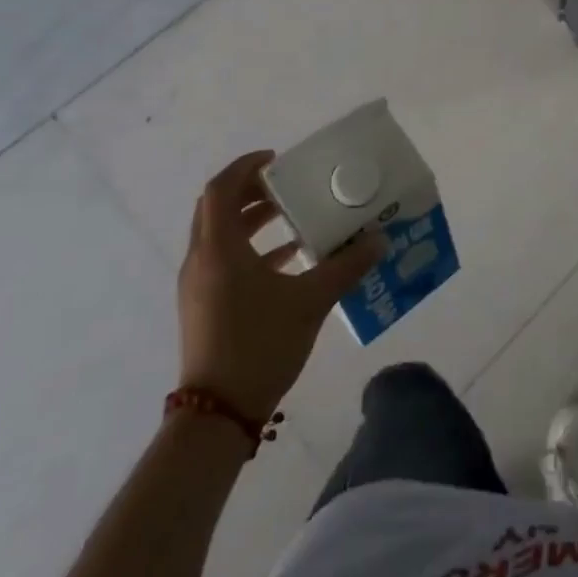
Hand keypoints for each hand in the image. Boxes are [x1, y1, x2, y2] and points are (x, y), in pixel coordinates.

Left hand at [177, 150, 383, 420]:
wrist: (217, 416)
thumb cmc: (260, 346)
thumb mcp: (310, 301)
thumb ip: (346, 266)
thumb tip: (379, 240)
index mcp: (219, 249)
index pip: (220, 189)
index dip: (246, 167)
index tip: (277, 160)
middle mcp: (201, 260)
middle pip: (217, 208)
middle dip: (251, 190)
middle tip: (287, 184)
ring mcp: (198, 285)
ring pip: (220, 235)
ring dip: (251, 219)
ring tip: (292, 216)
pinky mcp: (203, 306)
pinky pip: (224, 260)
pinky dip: (251, 248)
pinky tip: (288, 258)